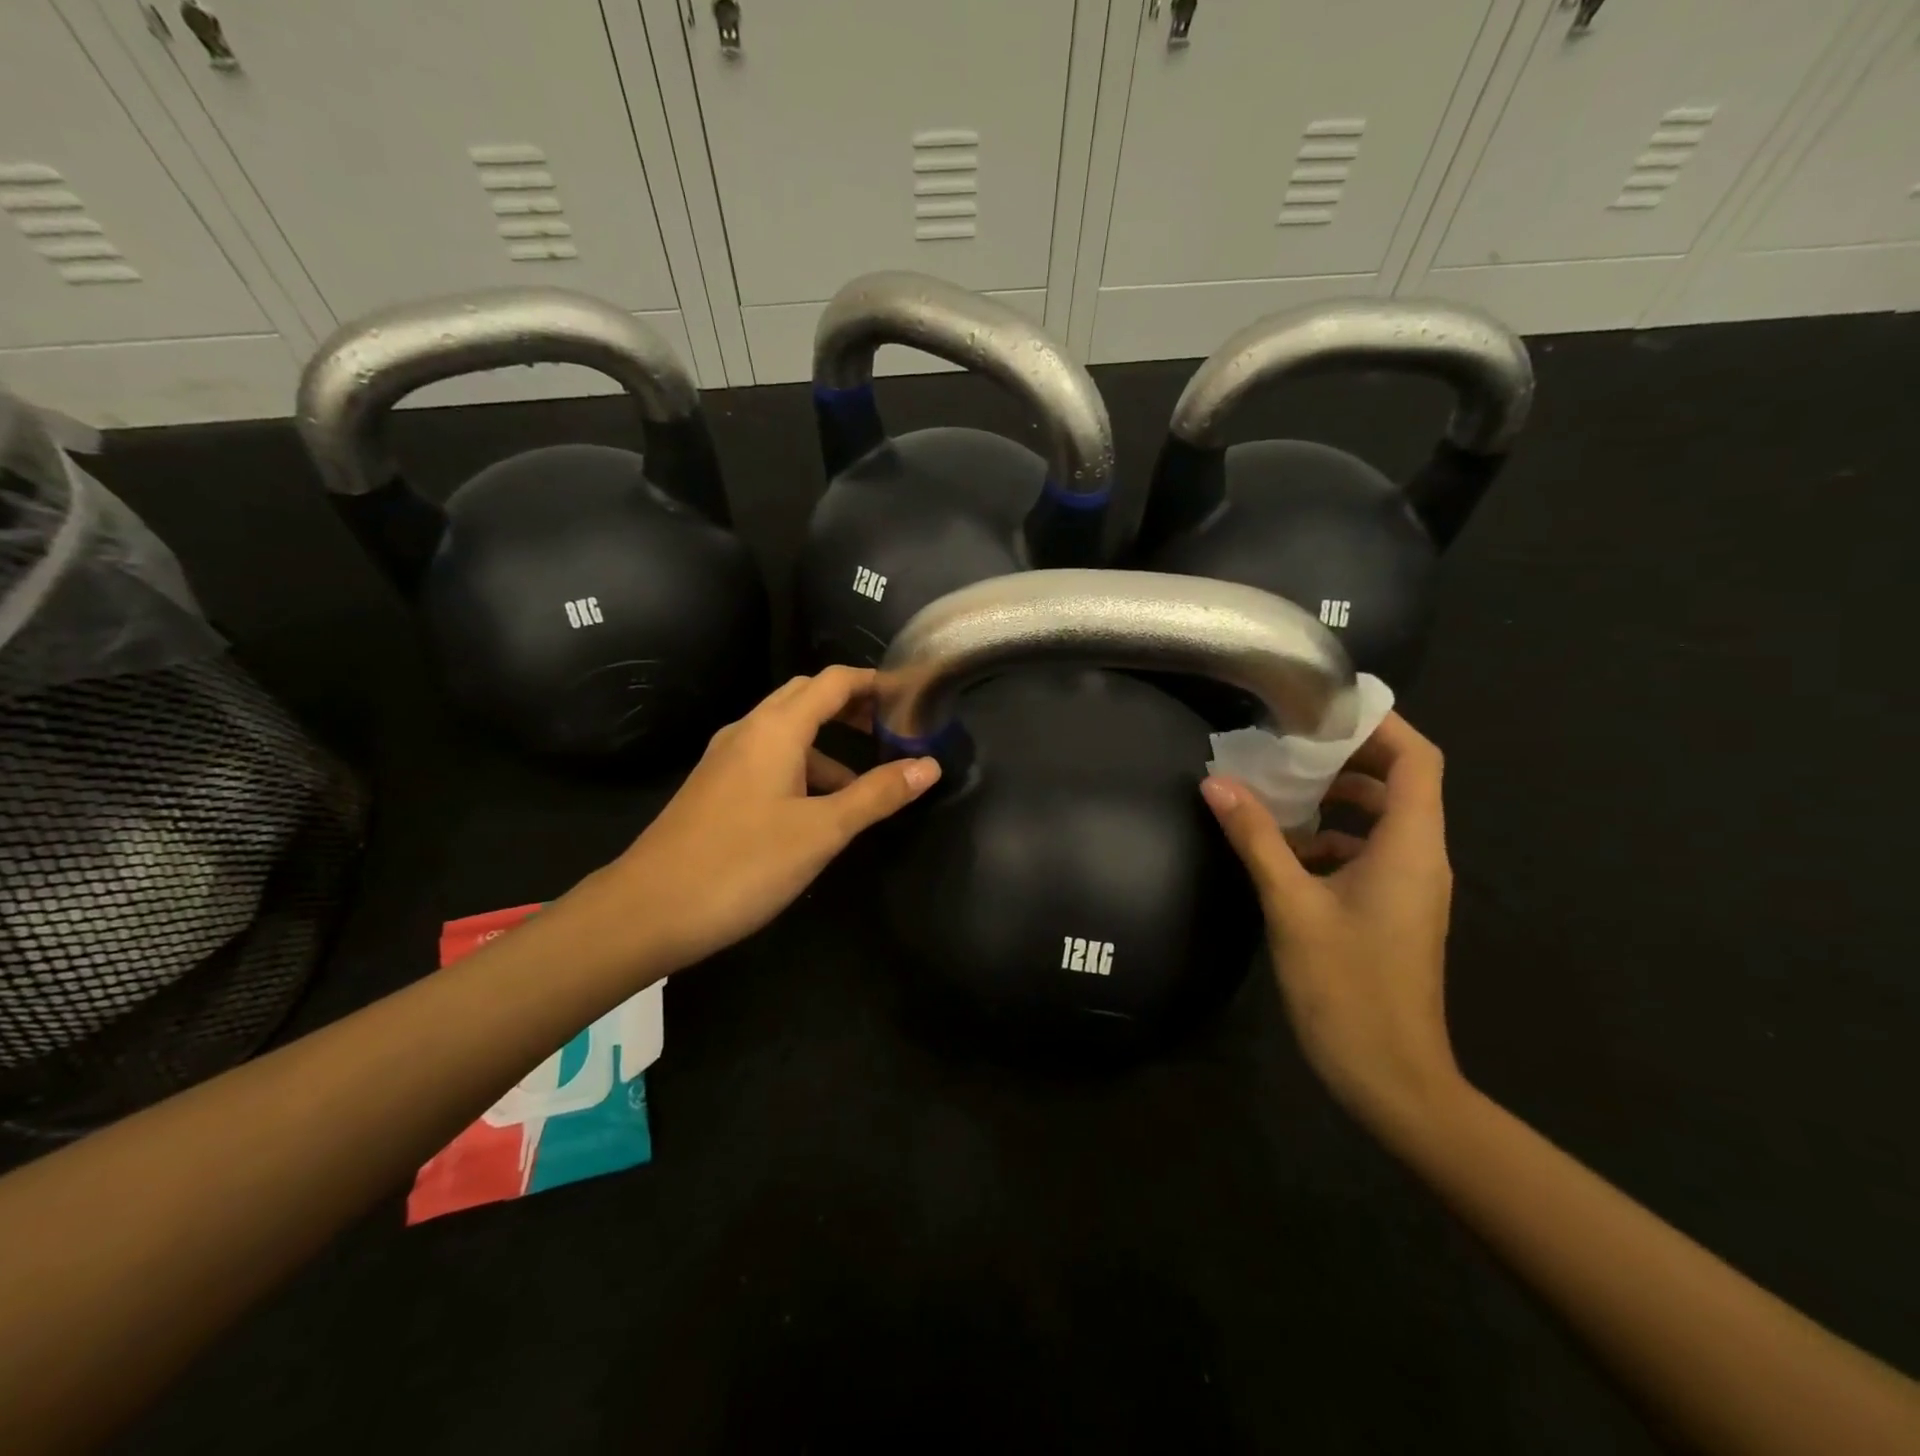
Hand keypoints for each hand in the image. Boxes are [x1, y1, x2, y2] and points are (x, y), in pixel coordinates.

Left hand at [571, 667, 940, 974]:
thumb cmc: (742, 864)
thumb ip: (877, 795)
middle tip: (893, 729)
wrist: (647, 910)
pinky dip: (802, 769)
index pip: (833, 682)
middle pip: (807, 697)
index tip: (912, 698)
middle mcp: (748, 732)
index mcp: (775, 729)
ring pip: (786, 732)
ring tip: (866, 782)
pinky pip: (768, 760)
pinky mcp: (715, 788)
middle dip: (852, 706)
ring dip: (828, 744)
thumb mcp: (822, 831)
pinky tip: (817, 811)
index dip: (874, 683)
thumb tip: (929, 766)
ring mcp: (726, 760)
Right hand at [1201, 712, 1462, 1135]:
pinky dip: (1330, 838)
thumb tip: (1216, 783)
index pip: (1417, 760)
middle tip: (1286, 744)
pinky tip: (1282, 850)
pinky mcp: (1392, 909)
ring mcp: (1409, 886)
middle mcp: (1421, 858)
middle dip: (1345, 757)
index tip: (1323, 708)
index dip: (1379, 725)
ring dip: (1333, 800)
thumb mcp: (1292, 906)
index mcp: (1411, 847)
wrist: (1391, 1077)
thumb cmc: (1347, 987)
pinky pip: (1367, 852)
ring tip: (1275, 790)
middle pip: (1399, 783)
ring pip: (1379, 819)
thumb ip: (1256, 839)